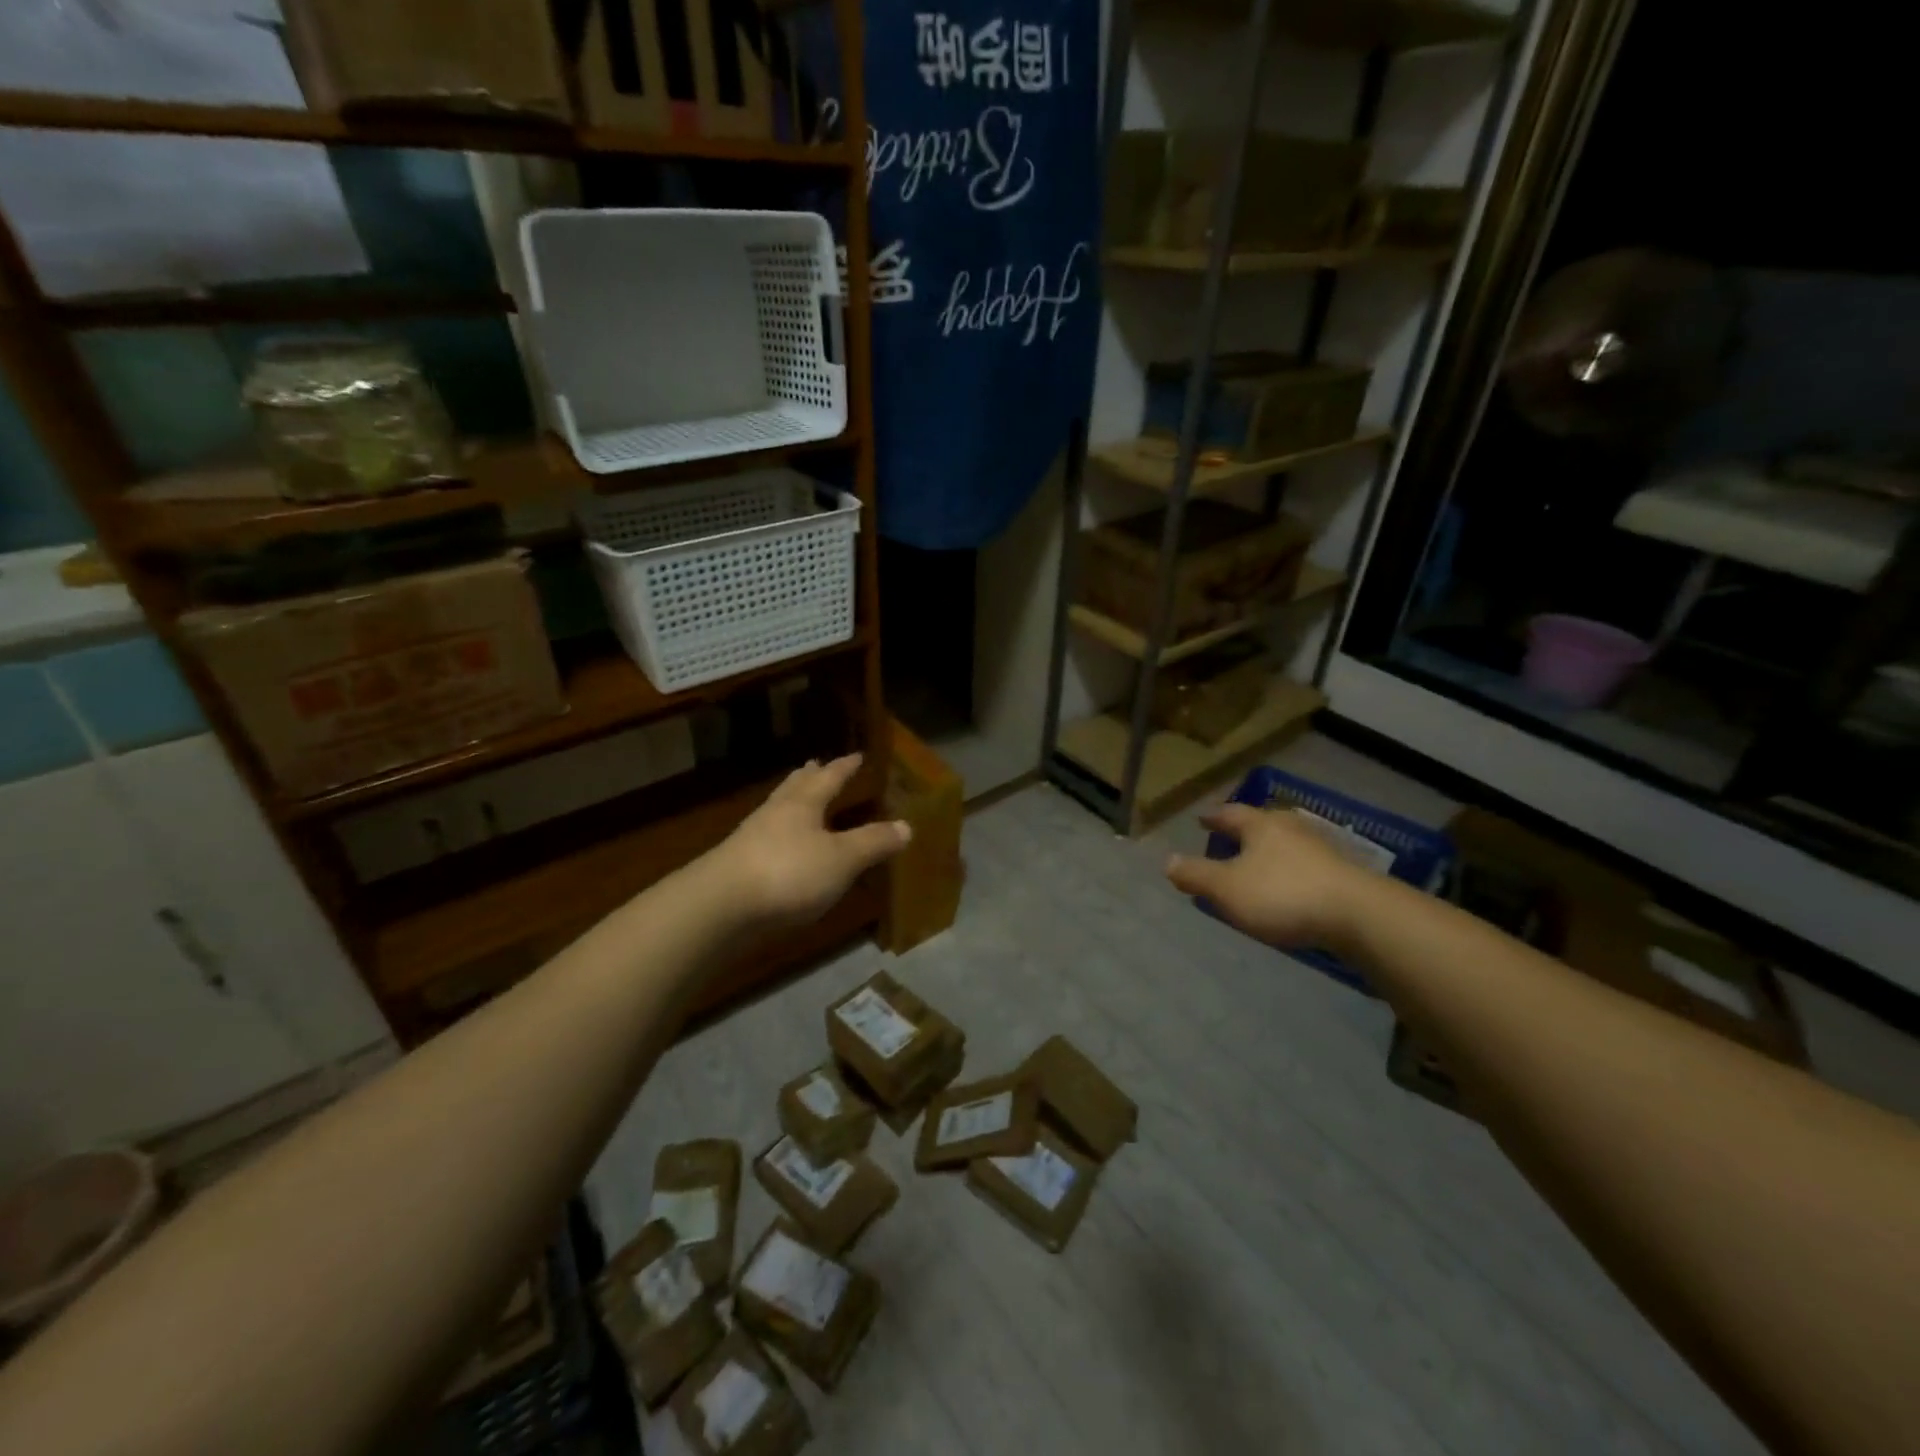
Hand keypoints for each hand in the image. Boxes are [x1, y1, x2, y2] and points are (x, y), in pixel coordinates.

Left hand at [706, 754, 910, 929]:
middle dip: (810, 776)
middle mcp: (776, 813)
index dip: (844, 767)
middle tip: (817, 764)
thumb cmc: (788, 873)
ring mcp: (752, 837)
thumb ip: (873, 842)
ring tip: (799, 798)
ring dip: (791, 801)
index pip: (829, 778)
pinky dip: (780, 832)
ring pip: (777, 809)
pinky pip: (766, 837)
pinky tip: (782, 846)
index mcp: (803, 804)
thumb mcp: (841, 859)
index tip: (857, 756)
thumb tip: (907, 826)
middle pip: (795, 787)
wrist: (720, 906)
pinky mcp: (738, 864)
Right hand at [1165, 803, 1372, 949]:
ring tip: (1256, 865)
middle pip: (1261, 824)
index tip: (1201, 819)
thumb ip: (1196, 875)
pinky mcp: (1343, 873)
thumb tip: (1167, 860)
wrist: (1360, 915)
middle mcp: (1290, 828)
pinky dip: (1290, 872)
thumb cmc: (1283, 895)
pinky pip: (1305, 865)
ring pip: (1285, 844)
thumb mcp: (1227, 888)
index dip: (1213, 818)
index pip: (1230, 814)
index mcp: (1261, 825)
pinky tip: (1288, 887)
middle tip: (1227, 840)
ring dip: (1268, 852)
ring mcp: (1321, 849)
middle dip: (1243, 832)